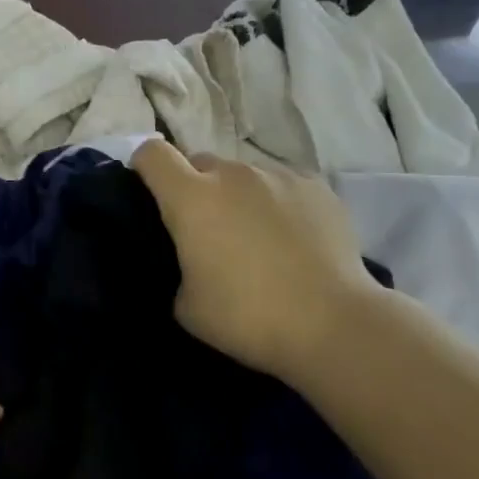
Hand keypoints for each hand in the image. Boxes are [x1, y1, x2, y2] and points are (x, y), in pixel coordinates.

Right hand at [133, 141, 377, 383]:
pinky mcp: (316, 186)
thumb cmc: (248, 317)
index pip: (153, 154)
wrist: (333, 323)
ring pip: (245, 175)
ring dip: (240, 196)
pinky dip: (279, 204)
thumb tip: (193, 258)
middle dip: (197, 187)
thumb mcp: (187, 306)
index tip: (151, 191)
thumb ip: (180, 267)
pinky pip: (283, 185)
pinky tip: (295, 239)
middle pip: (201, 162)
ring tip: (258, 238)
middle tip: (209, 229)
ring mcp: (278, 176)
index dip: (146, 167)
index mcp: (192, 198)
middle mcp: (233, 174)